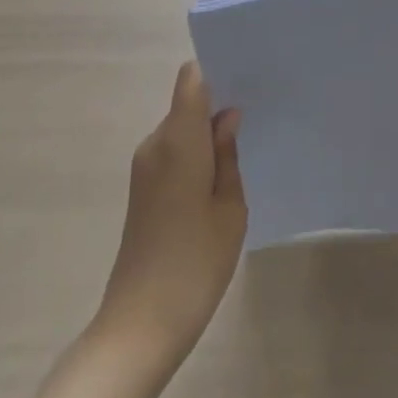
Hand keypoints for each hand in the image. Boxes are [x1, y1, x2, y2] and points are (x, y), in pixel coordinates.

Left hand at [95, 62, 247, 364]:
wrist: (139, 328)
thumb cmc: (194, 262)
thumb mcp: (229, 206)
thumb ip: (229, 154)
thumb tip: (227, 116)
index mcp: (178, 139)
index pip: (191, 77)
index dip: (216, 69)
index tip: (246, 76)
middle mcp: (155, 144)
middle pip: (187, 103)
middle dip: (218, 104)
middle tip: (258, 113)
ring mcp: (145, 169)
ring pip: (182, 130)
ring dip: (208, 134)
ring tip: (244, 148)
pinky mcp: (142, 191)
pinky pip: (174, 153)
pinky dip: (196, 155)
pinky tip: (220, 179)